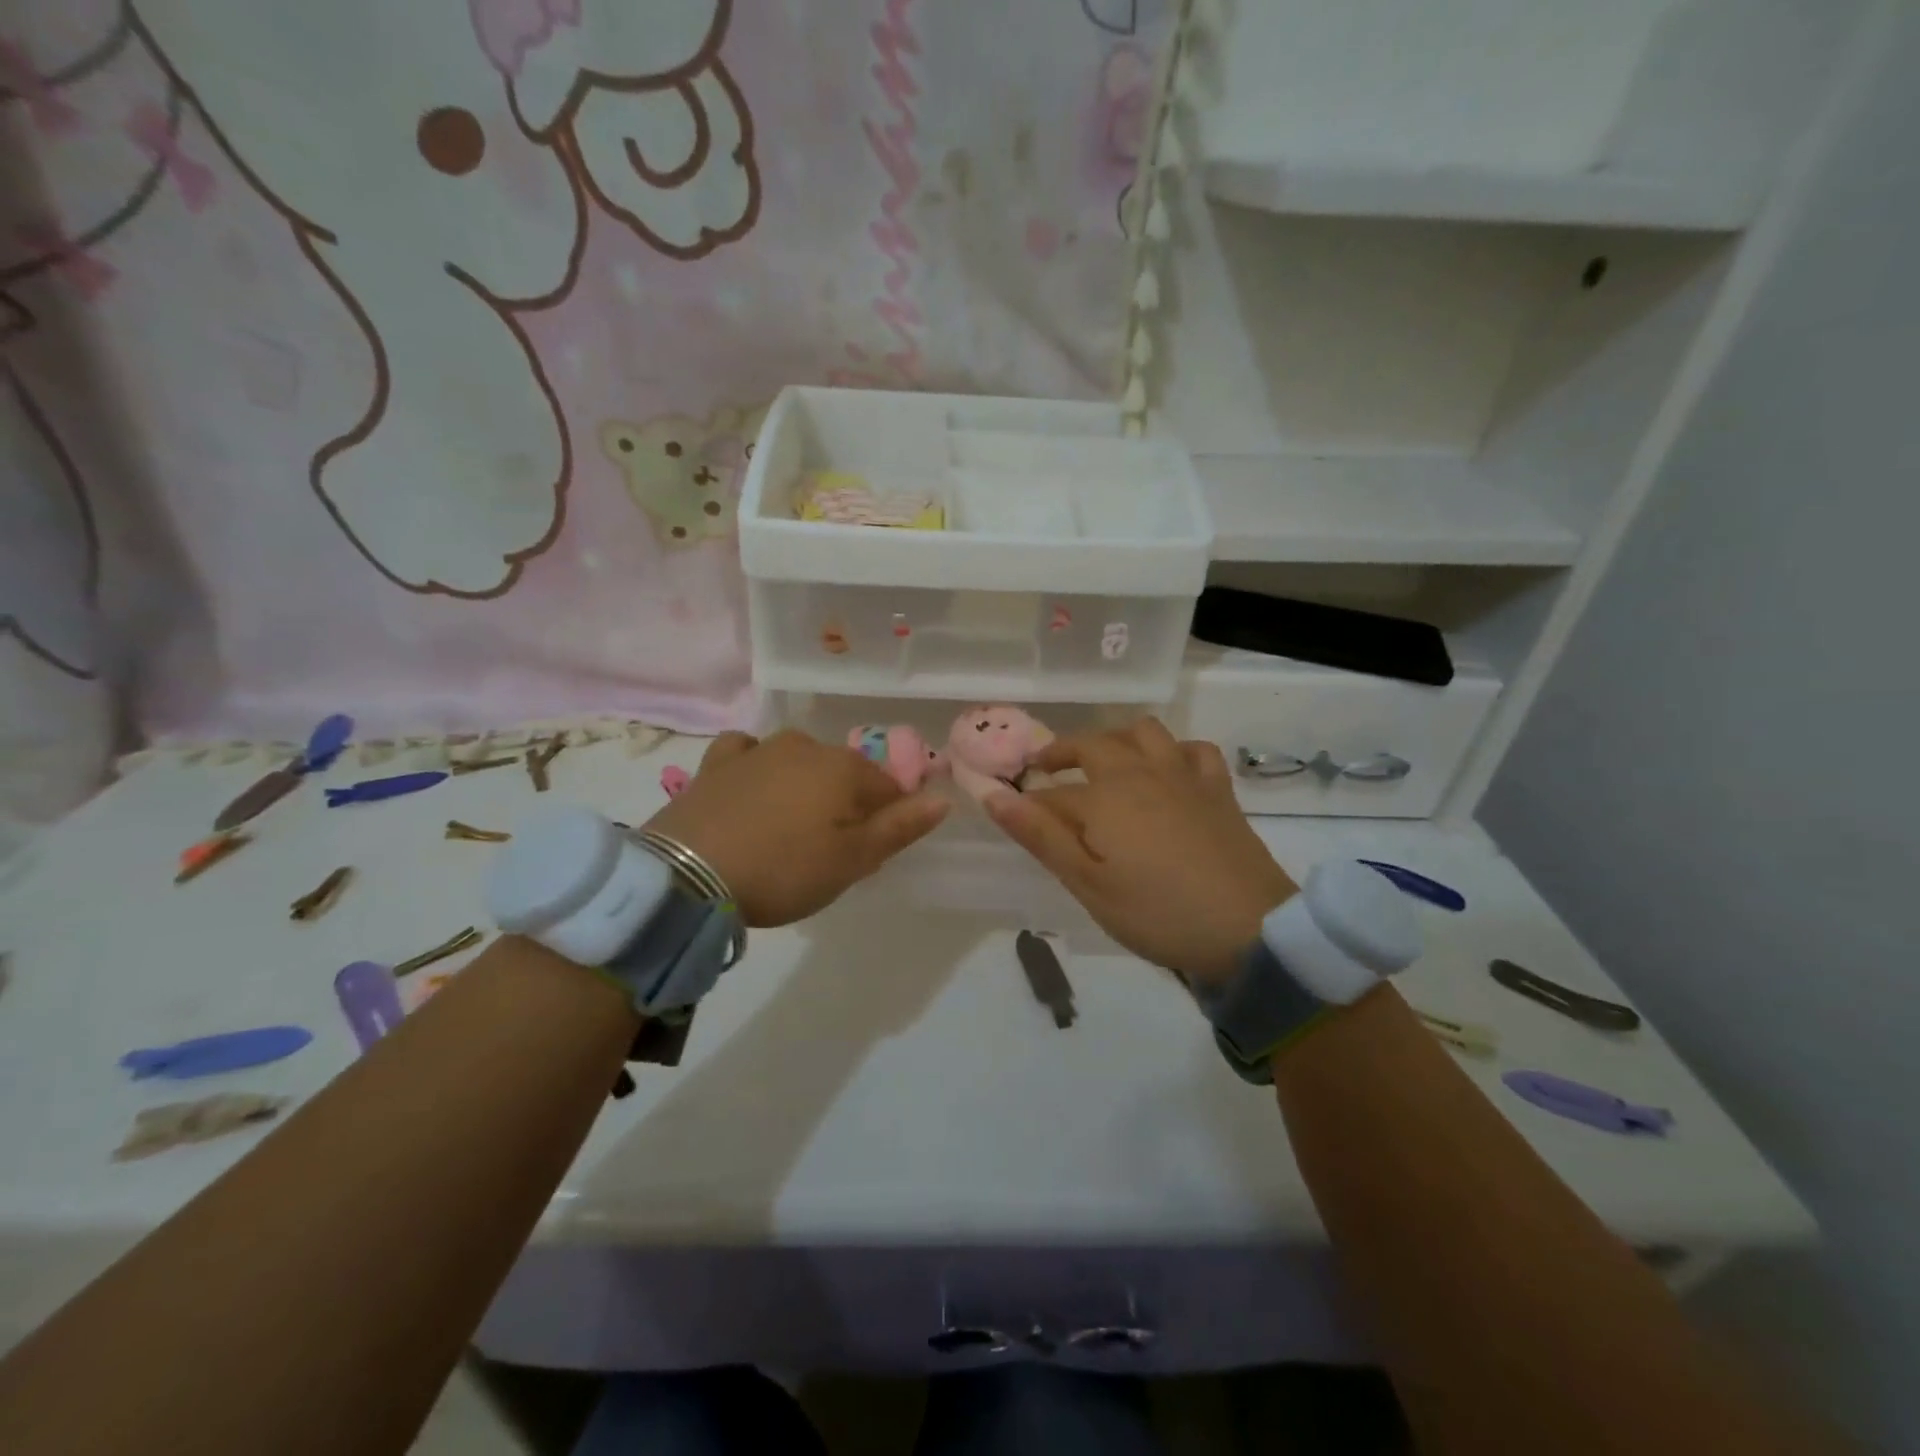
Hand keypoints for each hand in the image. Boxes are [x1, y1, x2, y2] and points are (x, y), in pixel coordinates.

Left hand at [645, 729, 948, 926]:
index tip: (867, 856)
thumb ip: (900, 827)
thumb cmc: (783, 870)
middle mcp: (805, 746)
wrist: (687, 875)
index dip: (886, 821)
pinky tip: (750, 787)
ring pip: (799, 762)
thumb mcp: (852, 861)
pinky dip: (756, 767)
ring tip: (788, 830)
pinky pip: (746, 753)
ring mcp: (757, 750)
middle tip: (826, 852)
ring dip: (804, 788)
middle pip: (844, 775)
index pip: (888, 788)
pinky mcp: (716, 763)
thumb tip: (942, 799)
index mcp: (845, 768)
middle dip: (845, 806)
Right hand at [986, 719, 1296, 983]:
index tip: (1012, 811)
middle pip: (1091, 746)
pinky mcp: (1216, 789)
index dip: (1028, 803)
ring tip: (1103, 760)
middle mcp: (1139, 772)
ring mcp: (1182, 776)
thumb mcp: (1088, 884)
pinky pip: (1194, 749)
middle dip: (1061, 753)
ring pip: (1143, 732)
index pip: (1051, 794)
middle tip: (1044, 769)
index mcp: (1103, 798)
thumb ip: (1040, 836)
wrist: (1249, 929)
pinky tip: (1168, 769)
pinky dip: (1174, 751)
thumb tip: (993, 794)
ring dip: (1115, 739)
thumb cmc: (1157, 913)